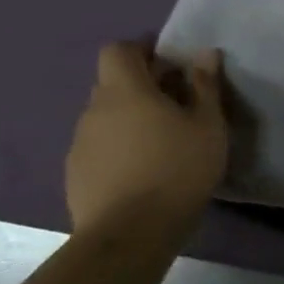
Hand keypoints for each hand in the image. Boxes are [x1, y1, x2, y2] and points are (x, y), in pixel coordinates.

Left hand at [65, 41, 228, 238]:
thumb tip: (204, 53)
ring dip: (131, 118)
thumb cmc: (178, 168)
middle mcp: (94, 110)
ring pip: (106, 116)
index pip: (118, 50)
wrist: (131, 233)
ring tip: (163, 140)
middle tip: (178, 103)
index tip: (170, 63)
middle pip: (113, 83)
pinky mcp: (76, 173)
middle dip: (142, 85)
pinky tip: (144, 169)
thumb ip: (205, 86)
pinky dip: (120, 146)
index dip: (141, 50)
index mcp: (125, 91)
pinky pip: (100, 145)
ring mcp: (80, 143)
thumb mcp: (207, 125)